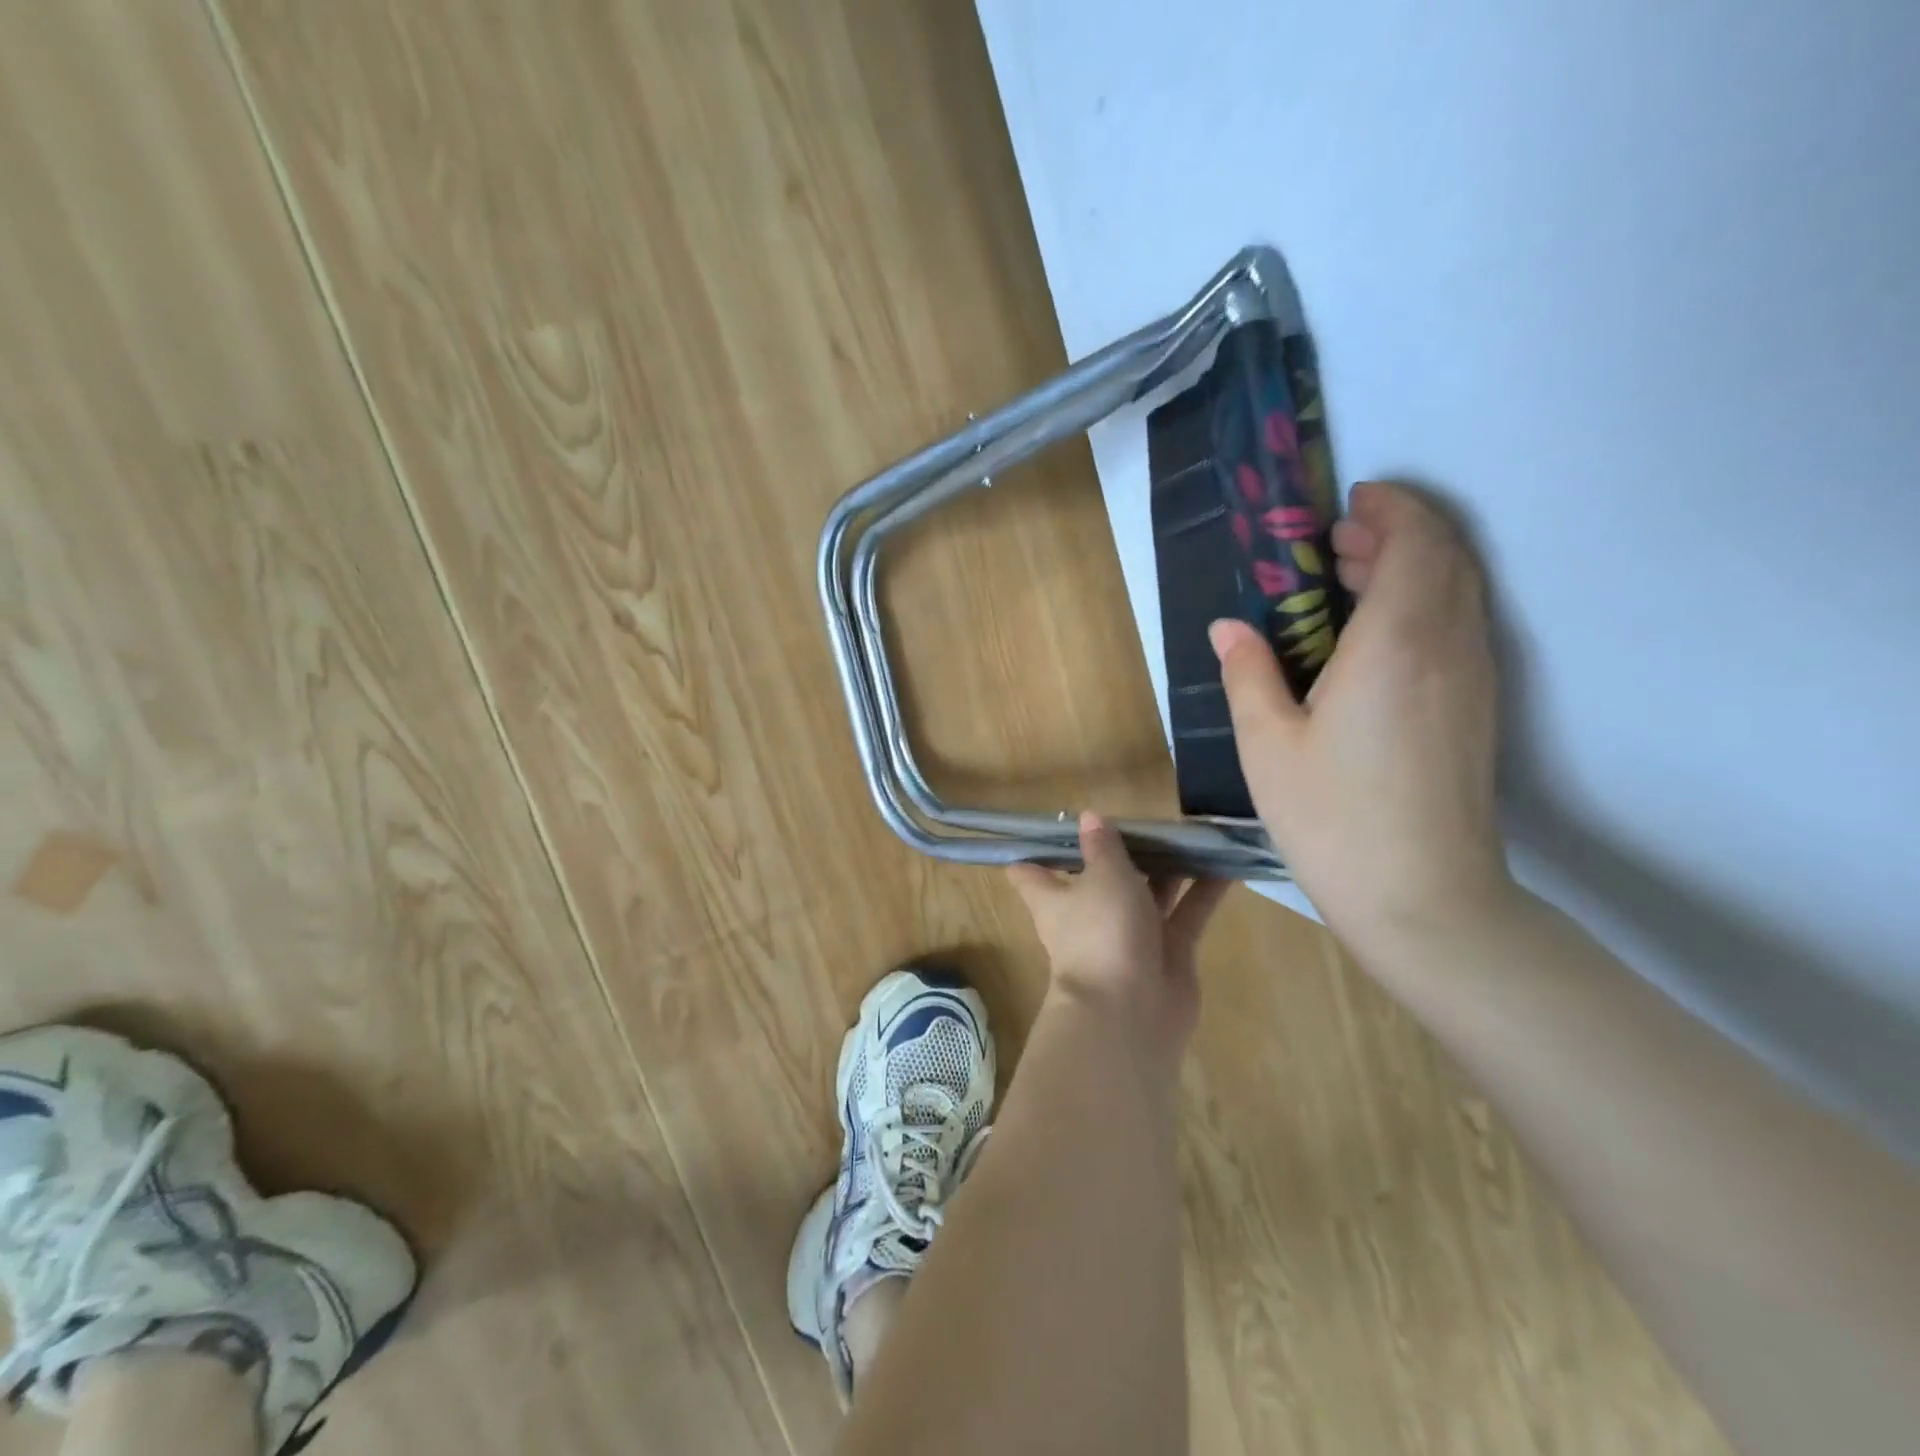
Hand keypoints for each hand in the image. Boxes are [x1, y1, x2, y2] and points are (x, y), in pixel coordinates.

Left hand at [1008, 813, 1230, 1060]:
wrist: (1131, 1014)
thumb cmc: (1102, 933)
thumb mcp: (1102, 877)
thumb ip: (1102, 847)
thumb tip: (1087, 817)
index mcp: (1055, 897)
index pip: (1030, 870)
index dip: (1037, 846)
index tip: (1055, 820)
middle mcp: (1089, 914)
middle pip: (1099, 875)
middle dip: (1121, 849)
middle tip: (1147, 816)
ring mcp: (1129, 934)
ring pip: (1149, 892)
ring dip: (1168, 866)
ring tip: (1194, 832)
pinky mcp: (1167, 952)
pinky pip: (1186, 914)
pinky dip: (1204, 891)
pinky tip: (1229, 864)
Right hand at [1210, 481, 1512, 951]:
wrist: (1423, 897)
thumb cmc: (1333, 817)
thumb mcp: (1267, 744)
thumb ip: (1249, 674)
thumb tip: (1229, 628)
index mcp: (1395, 643)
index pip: (1416, 543)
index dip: (1390, 509)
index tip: (1350, 502)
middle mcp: (1449, 646)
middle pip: (1446, 558)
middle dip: (1399, 531)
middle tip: (1339, 541)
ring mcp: (1474, 679)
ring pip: (1459, 592)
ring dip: (1414, 568)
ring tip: (1353, 578)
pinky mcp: (1480, 709)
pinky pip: (1460, 626)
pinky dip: (1426, 604)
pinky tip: (1377, 636)